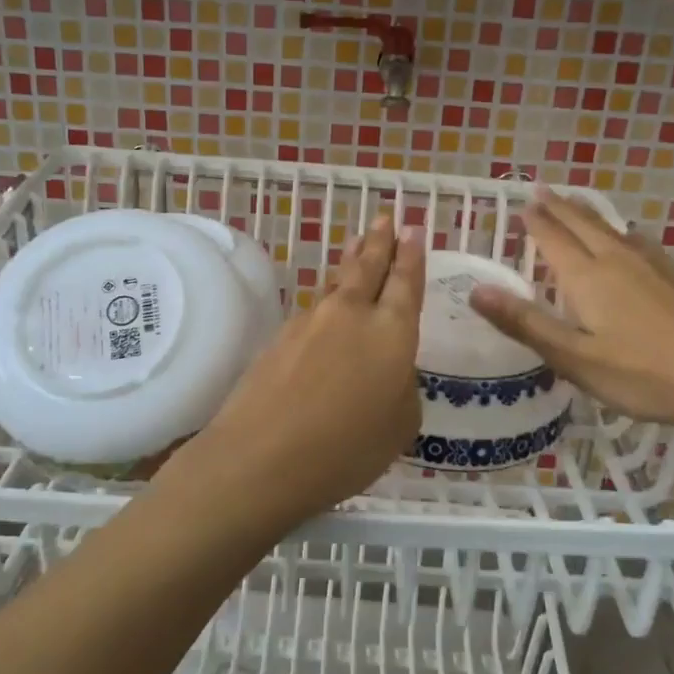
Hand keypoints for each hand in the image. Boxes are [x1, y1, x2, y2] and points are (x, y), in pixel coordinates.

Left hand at [178, 215, 423, 523]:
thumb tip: (388, 371)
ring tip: (357, 243)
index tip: (413, 229)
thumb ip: (400, 388)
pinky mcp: (279, 336)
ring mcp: (311, 322)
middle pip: (368, 267)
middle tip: (385, 217)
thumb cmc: (346, 449)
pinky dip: (326, 296)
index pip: (405, 283)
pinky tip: (326, 301)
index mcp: (391, 332)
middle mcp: (351, 315)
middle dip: (380, 241)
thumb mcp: (399, 426)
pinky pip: (314, 306)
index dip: (411, 255)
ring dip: (350, 261)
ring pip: (336, 282)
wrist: (261, 456)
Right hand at [468, 191, 673, 432]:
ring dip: (590, 215)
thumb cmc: (643, 374)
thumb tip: (476, 290)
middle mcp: (619, 261)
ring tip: (578, 206)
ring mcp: (656, 267)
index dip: (536, 222)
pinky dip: (623, 233)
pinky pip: (641, 243)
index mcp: (588, 277)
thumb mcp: (574, 357)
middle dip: (560, 208)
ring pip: (615, 230)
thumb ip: (525, 323)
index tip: (523, 202)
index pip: (554, 239)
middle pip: (583, 225)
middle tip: (543, 189)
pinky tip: (632, 240)